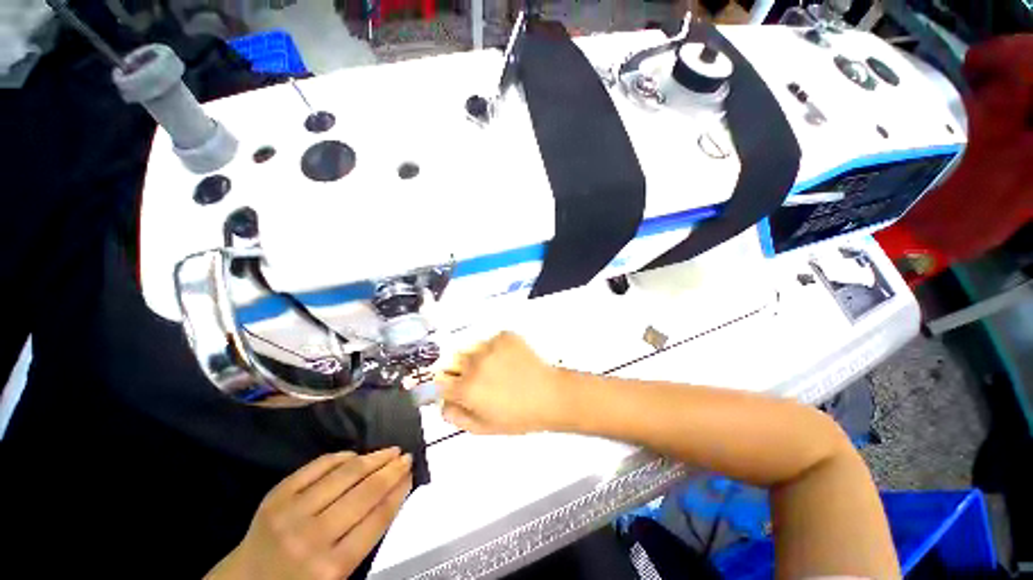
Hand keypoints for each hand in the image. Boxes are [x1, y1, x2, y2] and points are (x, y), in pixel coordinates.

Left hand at [206, 448, 411, 579]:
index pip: (378, 519)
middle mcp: (313, 537)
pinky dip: (340, 457)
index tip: (411, 473)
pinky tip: (355, 454)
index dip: (399, 491)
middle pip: (365, 493)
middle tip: (406, 456)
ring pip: (344, 475)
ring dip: (373, 458)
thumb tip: (393, 494)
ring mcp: (291, 512)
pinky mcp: (276, 495)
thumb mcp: (337, 574)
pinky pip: (316, 467)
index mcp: (331, 567)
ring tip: (390, 450)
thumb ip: (364, 538)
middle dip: (391, 470)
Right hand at [436, 332, 564, 433]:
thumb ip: (456, 417)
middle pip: (454, 362)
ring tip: (498, 368)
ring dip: (478, 358)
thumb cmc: (519, 416)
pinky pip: (491, 340)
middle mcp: (474, 364)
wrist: (550, 395)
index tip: (457, 387)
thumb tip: (443, 404)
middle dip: (462, 370)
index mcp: (466, 389)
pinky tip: (509, 360)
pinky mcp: (504, 336)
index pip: (440, 381)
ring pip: (472, 349)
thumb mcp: (484, 427)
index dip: (448, 386)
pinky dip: (496, 348)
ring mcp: (489, 347)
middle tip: (482, 379)